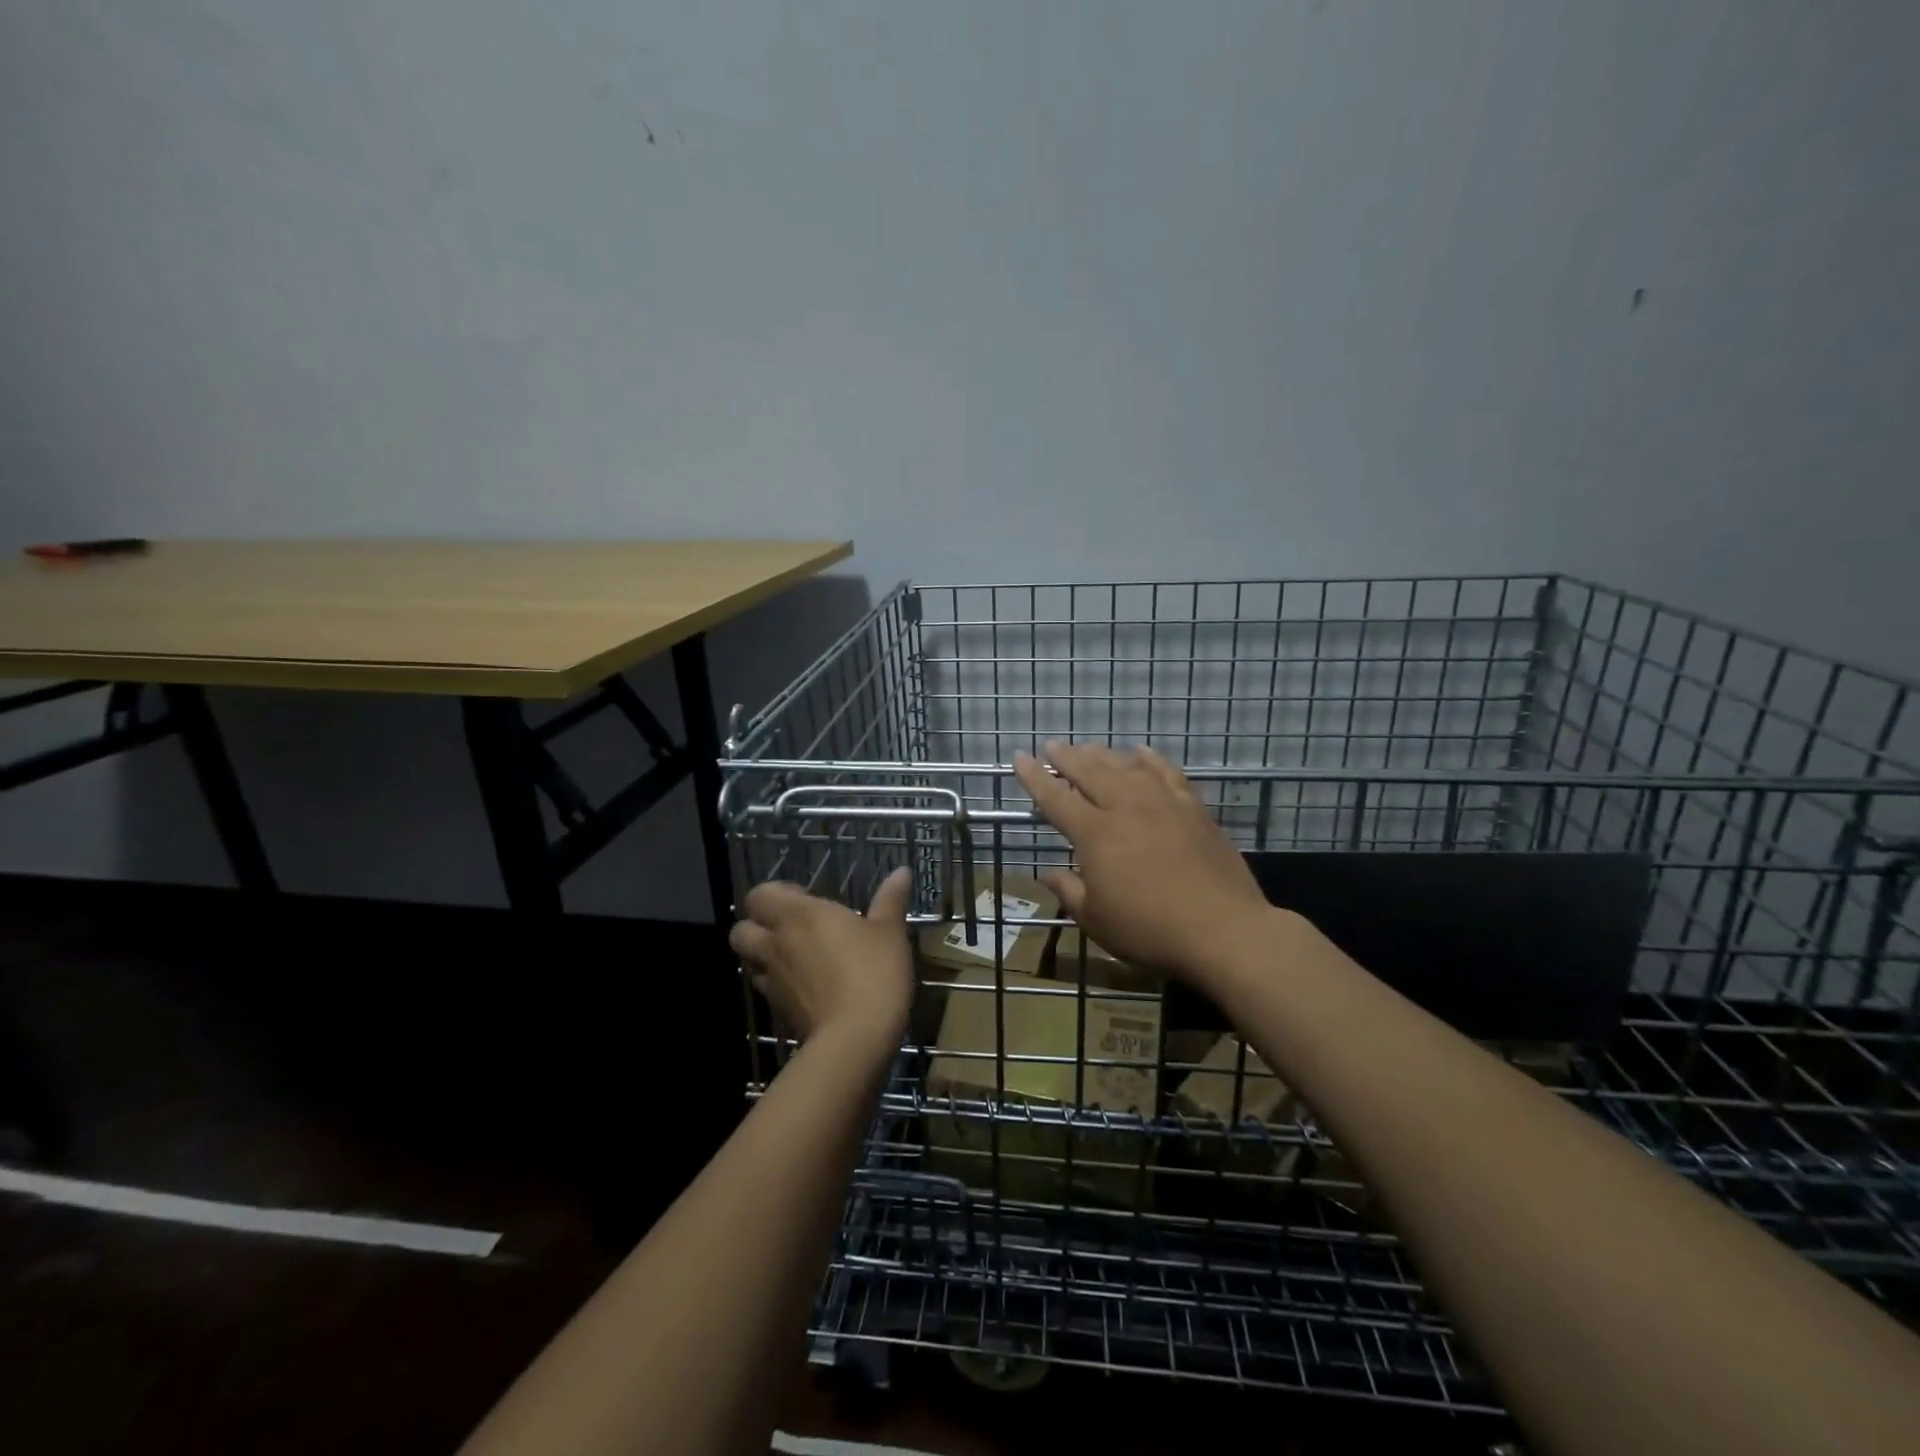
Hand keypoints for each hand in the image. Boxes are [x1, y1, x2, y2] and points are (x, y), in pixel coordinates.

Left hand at [729, 868, 913, 1054]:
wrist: (855, 1039)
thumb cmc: (873, 973)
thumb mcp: (890, 932)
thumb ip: (891, 899)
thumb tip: (901, 871)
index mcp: (799, 915)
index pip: (760, 895)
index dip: (775, 893)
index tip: (805, 898)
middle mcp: (777, 944)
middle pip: (741, 929)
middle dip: (757, 925)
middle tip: (791, 927)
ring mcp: (773, 980)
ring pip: (748, 961)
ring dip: (762, 955)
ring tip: (794, 956)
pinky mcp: (778, 1010)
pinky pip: (766, 988)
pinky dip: (777, 983)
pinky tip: (805, 986)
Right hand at [1013, 741, 1277, 983]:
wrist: (1223, 929)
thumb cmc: (1149, 930)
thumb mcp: (1096, 920)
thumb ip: (1068, 891)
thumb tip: (1046, 874)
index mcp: (1095, 833)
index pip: (1055, 798)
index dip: (1035, 778)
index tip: (1019, 758)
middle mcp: (1125, 807)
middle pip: (1089, 771)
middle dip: (1066, 757)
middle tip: (1052, 745)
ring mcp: (1162, 803)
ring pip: (1125, 767)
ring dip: (1103, 754)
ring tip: (1088, 747)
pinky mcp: (1192, 808)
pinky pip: (1167, 772)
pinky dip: (1151, 759)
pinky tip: (1141, 752)